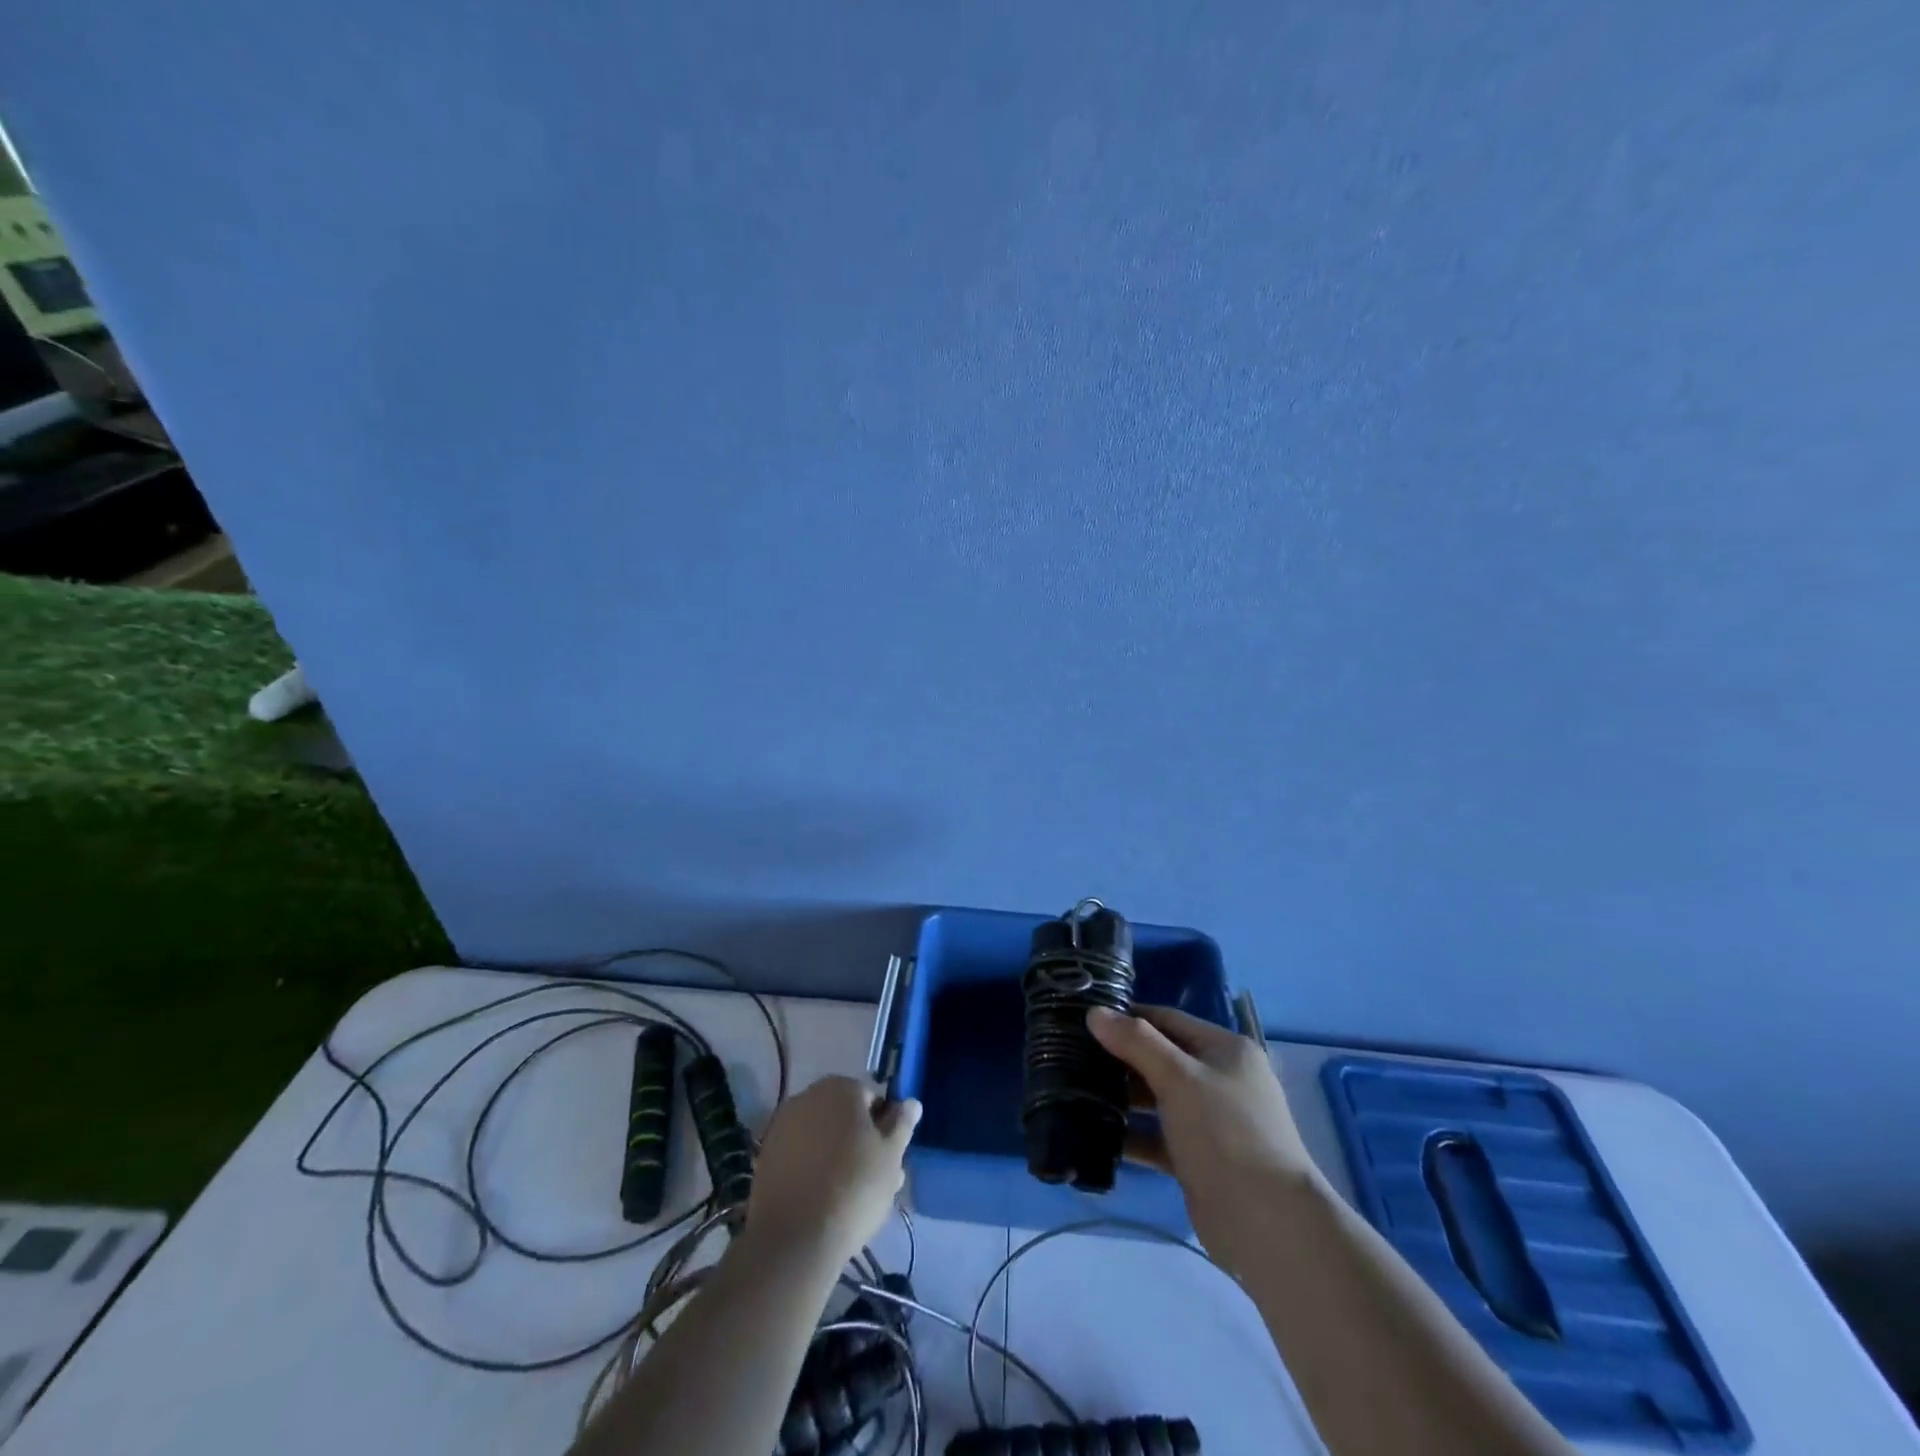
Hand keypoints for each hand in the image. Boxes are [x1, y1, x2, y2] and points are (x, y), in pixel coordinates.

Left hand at [744, 1075, 920, 1268]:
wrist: (794, 1239)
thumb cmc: (854, 1188)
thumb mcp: (891, 1156)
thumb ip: (902, 1124)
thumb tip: (911, 1102)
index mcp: (840, 1088)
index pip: (872, 1098)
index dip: (885, 1127)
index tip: (891, 1159)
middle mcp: (808, 1096)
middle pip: (844, 1117)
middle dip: (861, 1142)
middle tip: (876, 1181)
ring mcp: (782, 1126)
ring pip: (822, 1137)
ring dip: (838, 1156)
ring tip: (853, 1197)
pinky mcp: (766, 1157)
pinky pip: (800, 1156)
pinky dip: (813, 1170)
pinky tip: (824, 1200)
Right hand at [1089, 1005, 1321, 1270]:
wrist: (1267, 1224)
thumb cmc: (1225, 1133)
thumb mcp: (1179, 1078)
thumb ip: (1136, 1042)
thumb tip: (1095, 1012)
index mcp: (1225, 1049)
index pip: (1167, 1019)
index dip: (1127, 1016)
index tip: (1084, 1020)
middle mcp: (1220, 1079)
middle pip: (1161, 1058)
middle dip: (1120, 1058)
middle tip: (1072, 1057)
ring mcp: (1211, 1121)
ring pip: (1157, 1099)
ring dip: (1122, 1097)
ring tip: (1075, 1092)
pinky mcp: (1199, 1159)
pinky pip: (1158, 1137)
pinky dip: (1132, 1135)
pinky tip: (1096, 1135)